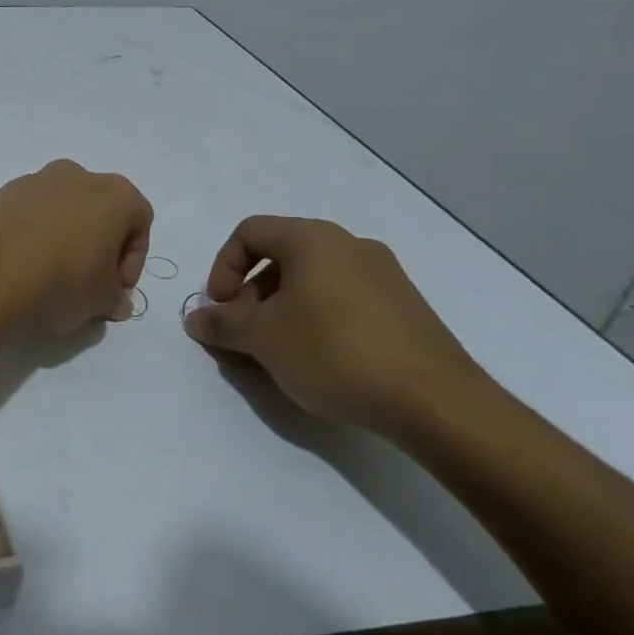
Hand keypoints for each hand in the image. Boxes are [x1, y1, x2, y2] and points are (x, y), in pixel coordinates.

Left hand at [0, 160, 152, 333]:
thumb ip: (114, 299)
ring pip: (58, 210)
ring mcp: (32, 181)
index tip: (115, 289)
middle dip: (97, 245)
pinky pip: (24, 217)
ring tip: (47, 278)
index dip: (132, 260)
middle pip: (97, 210)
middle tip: (86, 283)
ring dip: (60, 238)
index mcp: (114, 193)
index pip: (139, 221)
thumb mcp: (101, 301)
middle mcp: (75, 176)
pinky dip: (27, 237)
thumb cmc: (62, 279)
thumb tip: (115, 302)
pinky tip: (18, 268)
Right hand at [182, 215, 488, 434]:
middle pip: (281, 256)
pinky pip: (344, 299)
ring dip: (282, 308)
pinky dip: (318, 319)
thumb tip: (197, 319)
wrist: (437, 402)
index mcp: (314, 239)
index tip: (220, 308)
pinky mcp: (405, 308)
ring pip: (313, 280)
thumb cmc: (334, 353)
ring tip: (279, 352)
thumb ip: (221, 324)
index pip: (249, 232)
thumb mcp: (262, 339)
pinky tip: (320, 360)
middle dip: (251, 293)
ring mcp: (384, 275)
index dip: (222, 267)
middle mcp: (351, 245)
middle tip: (245, 333)